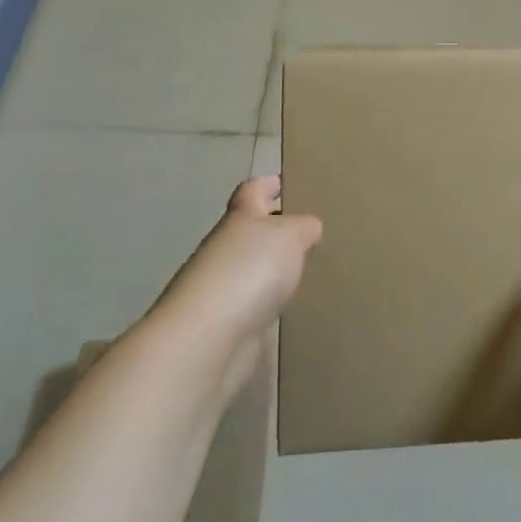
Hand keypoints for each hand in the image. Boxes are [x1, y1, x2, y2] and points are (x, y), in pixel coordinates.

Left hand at [151, 176, 321, 396]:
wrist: (208, 339)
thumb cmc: (249, 271)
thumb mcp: (290, 235)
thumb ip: (304, 226)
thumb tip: (308, 228)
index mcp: (241, 217)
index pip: (254, 190)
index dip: (270, 183)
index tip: (289, 182)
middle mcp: (227, 248)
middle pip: (252, 230)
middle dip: (277, 229)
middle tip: (312, 231)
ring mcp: (223, 287)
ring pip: (254, 268)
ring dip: (275, 269)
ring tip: (310, 269)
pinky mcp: (227, 323)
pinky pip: (255, 303)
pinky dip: (271, 302)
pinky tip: (294, 307)